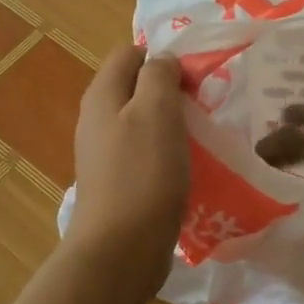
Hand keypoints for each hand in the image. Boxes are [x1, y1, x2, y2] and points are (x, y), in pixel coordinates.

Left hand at [66, 45, 188, 294]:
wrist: (120, 251)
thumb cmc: (142, 175)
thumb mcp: (156, 112)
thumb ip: (159, 76)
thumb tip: (162, 60)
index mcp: (102, 95)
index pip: (130, 53)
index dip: (163, 56)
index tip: (196, 76)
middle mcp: (98, 120)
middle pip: (137, 88)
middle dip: (172, 90)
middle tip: (206, 105)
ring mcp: (106, 154)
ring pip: (144, 122)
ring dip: (174, 124)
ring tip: (204, 135)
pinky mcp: (120, 183)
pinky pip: (147, 154)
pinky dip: (169, 153)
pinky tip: (191, 167)